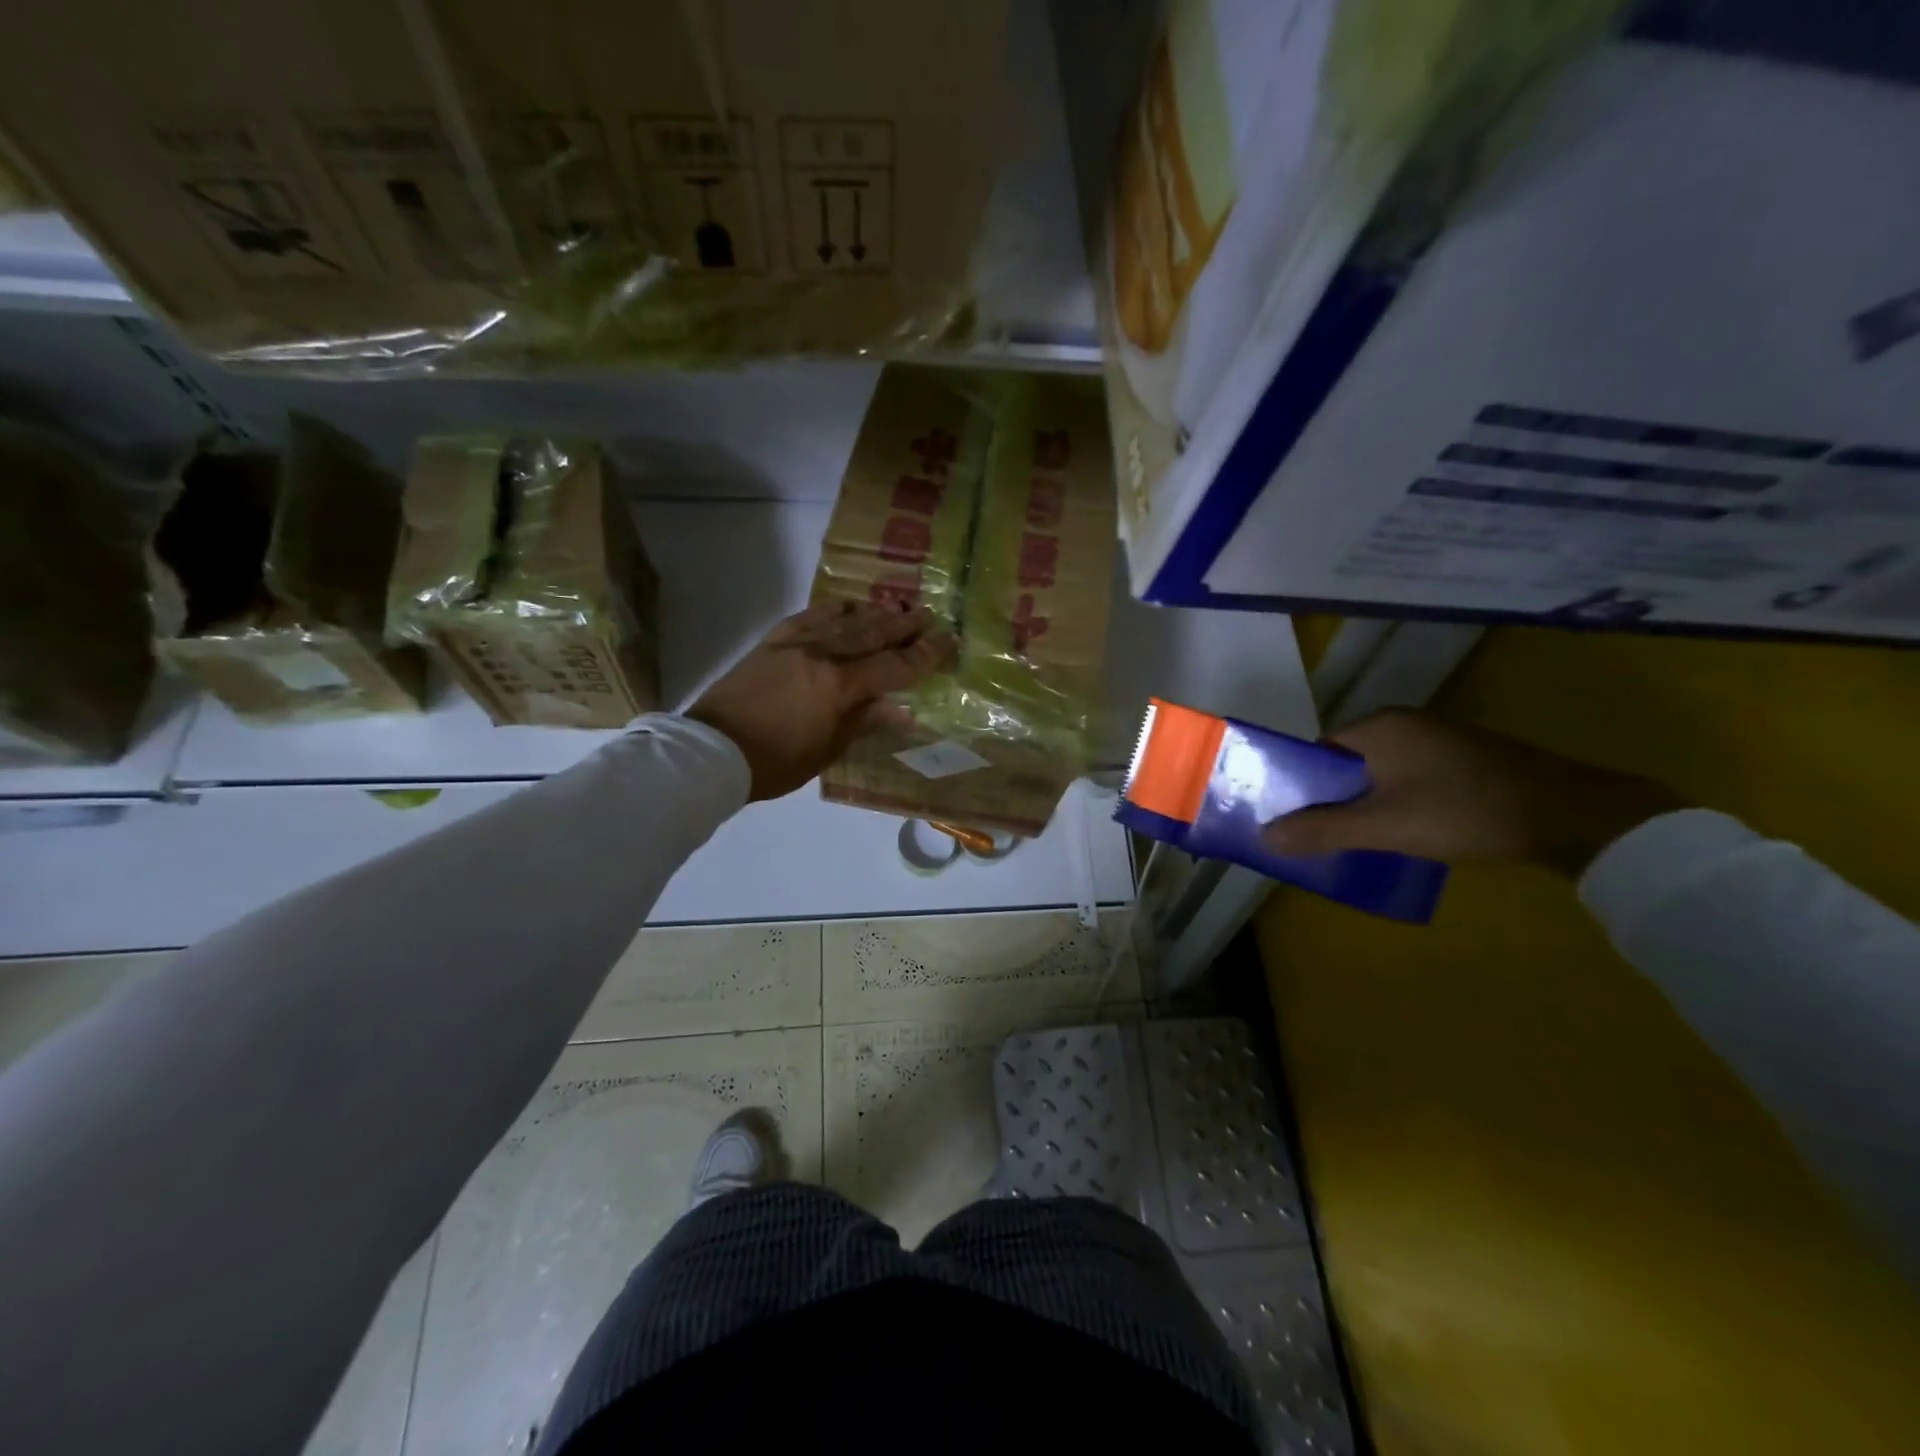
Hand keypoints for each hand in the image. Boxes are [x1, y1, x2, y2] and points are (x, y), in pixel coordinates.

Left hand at [687, 600, 953, 800]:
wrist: (712, 750)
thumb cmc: (775, 761)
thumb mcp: (826, 750)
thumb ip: (864, 722)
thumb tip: (903, 711)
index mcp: (839, 685)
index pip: (894, 666)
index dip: (924, 655)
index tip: (947, 642)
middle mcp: (822, 655)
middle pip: (872, 634)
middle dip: (904, 625)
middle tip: (929, 615)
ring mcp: (795, 644)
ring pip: (843, 620)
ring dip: (873, 612)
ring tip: (897, 606)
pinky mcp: (772, 642)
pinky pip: (808, 616)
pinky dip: (831, 609)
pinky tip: (845, 605)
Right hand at [1261, 708, 1686, 875]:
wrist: (1571, 815)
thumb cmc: (1463, 811)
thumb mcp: (1384, 826)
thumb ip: (1322, 829)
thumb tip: (1264, 836)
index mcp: (1378, 726)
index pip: (1318, 751)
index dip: (1301, 785)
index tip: (1296, 819)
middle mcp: (1405, 723)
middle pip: (1348, 761)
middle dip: (1333, 797)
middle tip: (1325, 835)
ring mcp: (1439, 739)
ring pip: (1381, 771)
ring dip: (1367, 801)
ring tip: (1362, 838)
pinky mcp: (1465, 759)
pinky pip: (1410, 776)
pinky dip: (1398, 800)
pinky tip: (1407, 829)